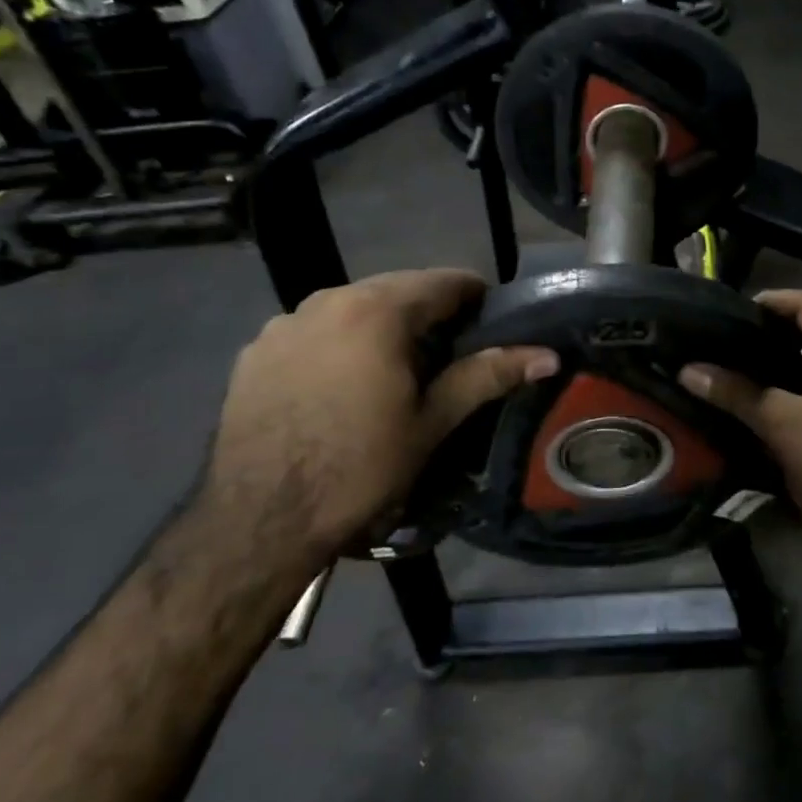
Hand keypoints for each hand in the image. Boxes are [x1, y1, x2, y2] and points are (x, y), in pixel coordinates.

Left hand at [204, 270, 555, 567]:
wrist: (259, 519)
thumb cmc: (360, 466)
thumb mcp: (433, 421)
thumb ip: (488, 376)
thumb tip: (547, 354)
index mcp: (377, 310)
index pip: (443, 281)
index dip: (475, 298)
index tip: (490, 324)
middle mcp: (327, 300)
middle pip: (395, 289)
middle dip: (427, 313)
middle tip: (448, 355)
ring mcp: (283, 324)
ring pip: (350, 308)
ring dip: (380, 326)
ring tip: (393, 372)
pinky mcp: (254, 351)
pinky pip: (312, 332)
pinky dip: (337, 344)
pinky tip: (339, 387)